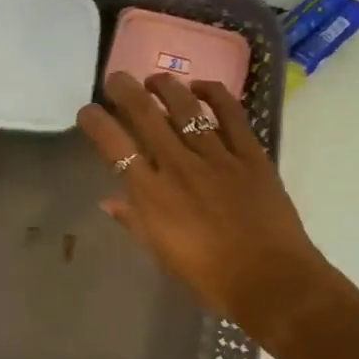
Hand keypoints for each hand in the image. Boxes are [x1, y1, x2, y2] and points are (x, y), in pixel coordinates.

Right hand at [76, 72, 355, 349]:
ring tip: (155, 80)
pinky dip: (215, 94)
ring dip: (166, 87)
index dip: (97, 123)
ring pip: (186, 108)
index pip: (115, 148)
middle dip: (125, 90)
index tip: (88, 111)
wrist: (270, 280)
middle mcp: (179, 167)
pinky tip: (202, 87)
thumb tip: (109, 201)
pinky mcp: (251, 154)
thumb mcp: (162, 254)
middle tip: (116, 78)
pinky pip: (231, 114)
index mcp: (152, 195)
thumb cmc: (209, 276)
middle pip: (146, 116)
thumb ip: (135, 221)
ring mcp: (217, 156)